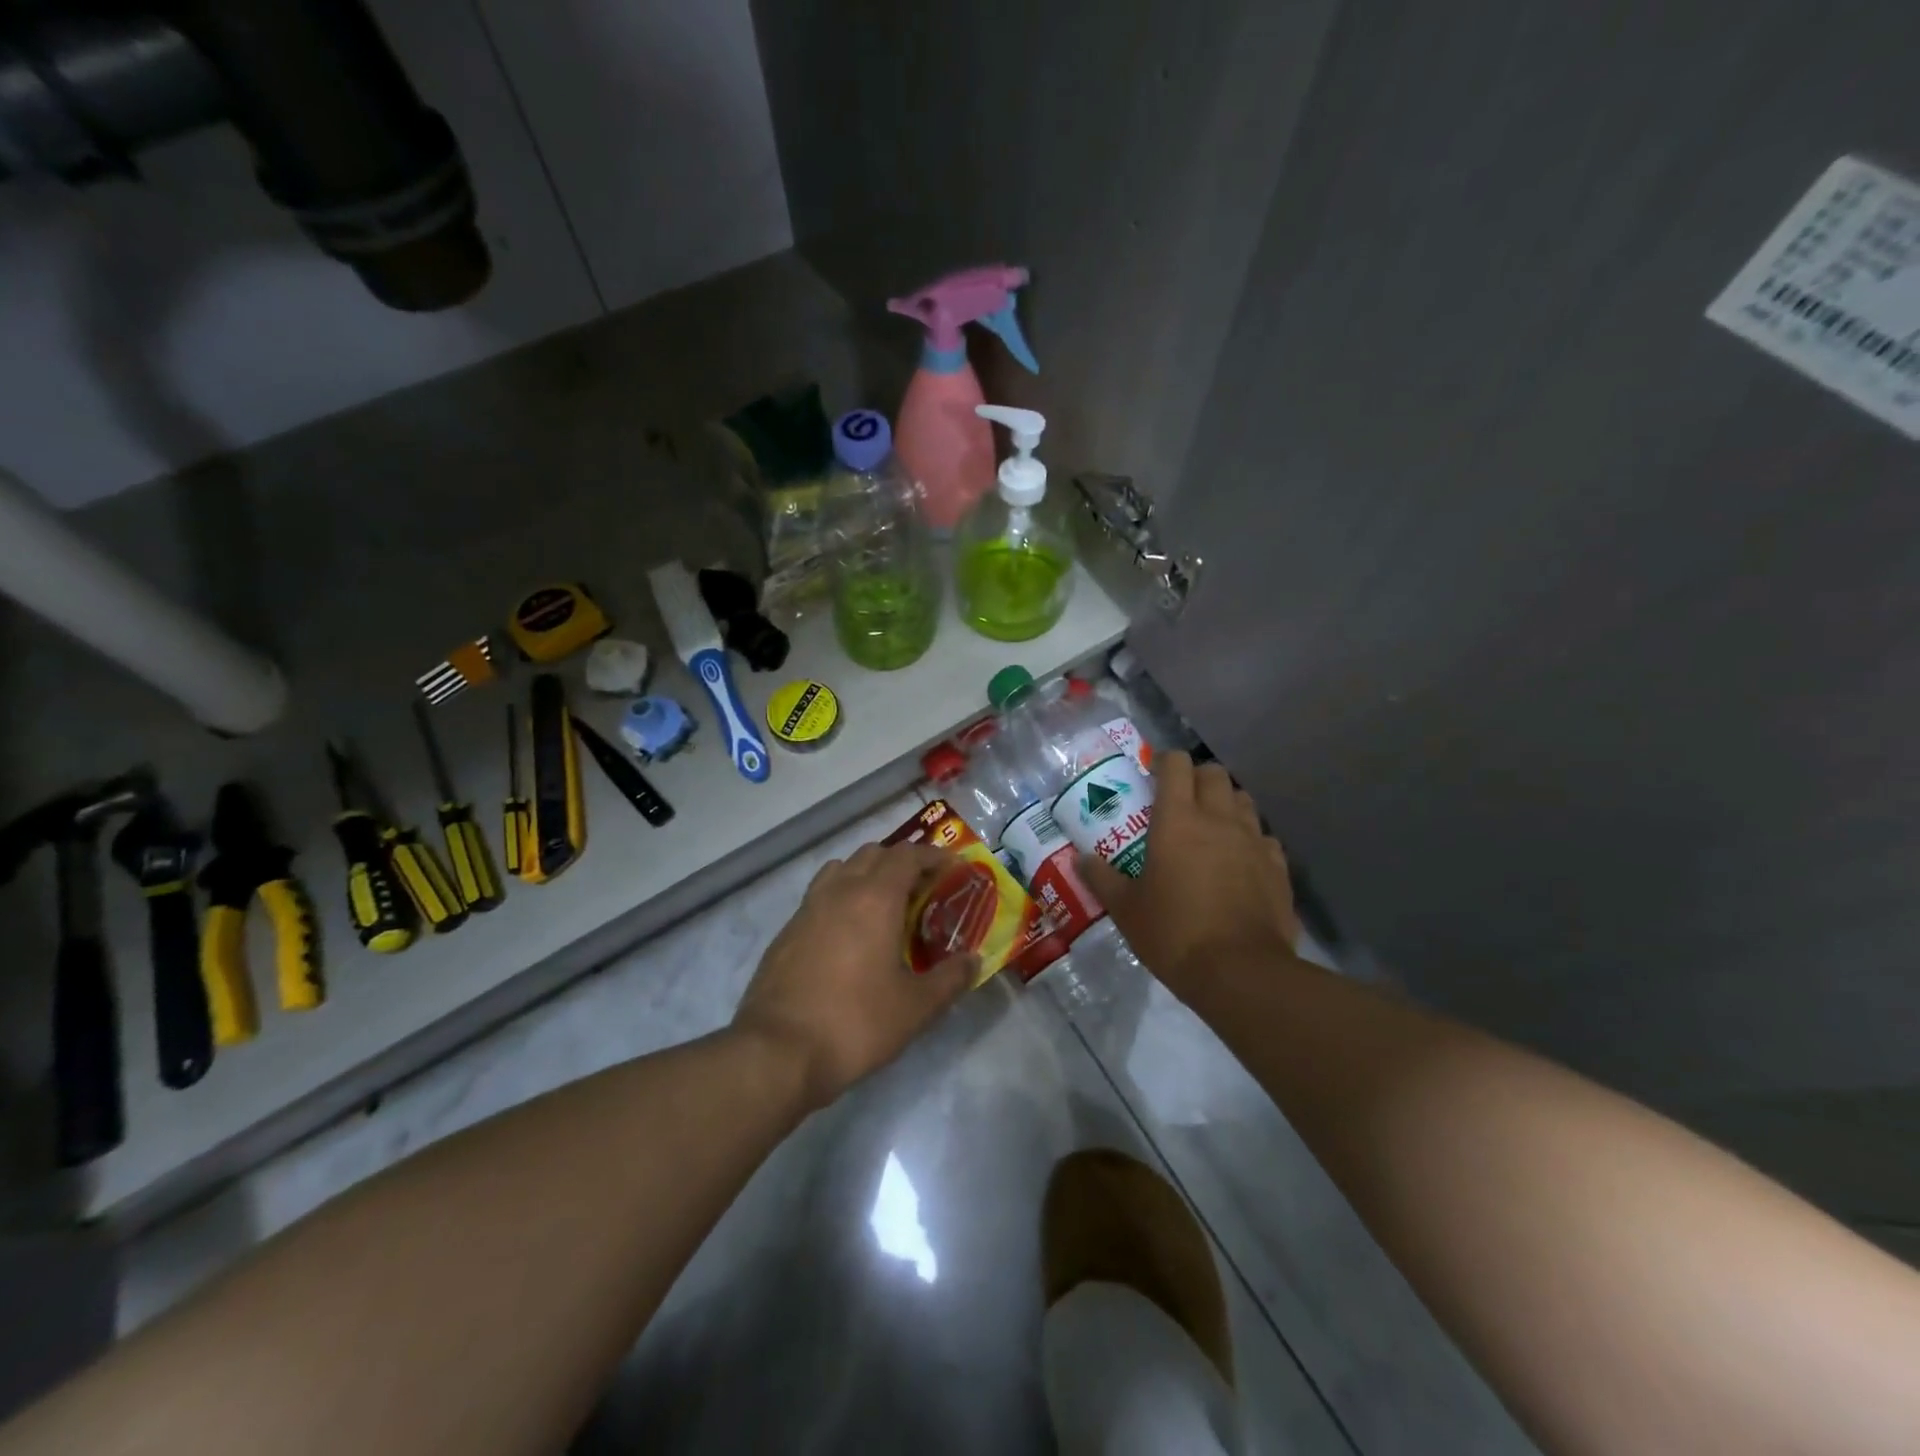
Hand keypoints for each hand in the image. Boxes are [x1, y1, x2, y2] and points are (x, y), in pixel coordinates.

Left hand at [732, 842, 976, 1111]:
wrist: (778, 1052)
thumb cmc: (856, 1022)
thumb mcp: (916, 1008)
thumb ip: (950, 979)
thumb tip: (973, 961)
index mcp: (874, 898)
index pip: (907, 856)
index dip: (933, 856)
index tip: (952, 867)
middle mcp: (839, 891)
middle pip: (872, 854)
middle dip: (901, 861)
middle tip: (923, 886)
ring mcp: (807, 909)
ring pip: (841, 869)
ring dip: (867, 873)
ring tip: (884, 903)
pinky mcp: (786, 931)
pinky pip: (819, 895)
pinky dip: (841, 897)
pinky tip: (849, 933)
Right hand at [1077, 751, 1298, 1002]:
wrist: (1240, 972)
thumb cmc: (1174, 933)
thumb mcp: (1126, 909)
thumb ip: (1101, 878)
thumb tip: (1079, 859)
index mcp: (1178, 820)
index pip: (1177, 764)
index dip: (1164, 761)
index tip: (1152, 774)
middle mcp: (1218, 819)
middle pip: (1214, 773)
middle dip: (1196, 778)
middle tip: (1179, 801)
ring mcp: (1253, 841)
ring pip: (1243, 800)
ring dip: (1225, 803)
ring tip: (1210, 827)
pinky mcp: (1277, 867)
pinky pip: (1264, 836)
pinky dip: (1250, 838)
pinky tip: (1239, 860)